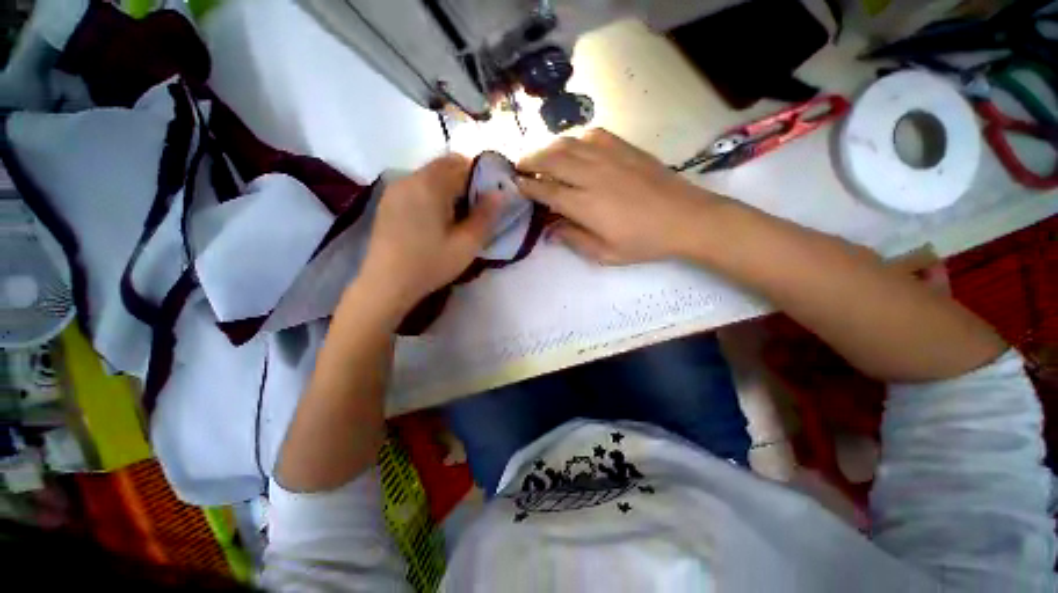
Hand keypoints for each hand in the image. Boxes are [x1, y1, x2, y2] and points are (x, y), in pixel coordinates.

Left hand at [356, 154, 497, 319]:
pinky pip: (417, 187)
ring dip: (448, 189)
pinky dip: (432, 195)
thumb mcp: (467, 244)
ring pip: (430, 176)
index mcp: (430, 184)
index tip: (488, 201)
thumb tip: (499, 193)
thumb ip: (486, 216)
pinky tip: (434, 221)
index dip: (481, 178)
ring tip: (455, 219)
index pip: (462, 164)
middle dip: (465, 182)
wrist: (386, 284)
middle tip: (474, 212)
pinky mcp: (388, 201)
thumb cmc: (430, 264)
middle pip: (445, 166)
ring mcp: (395, 188)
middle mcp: (410, 178)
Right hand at [517, 129, 722, 264]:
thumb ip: (574, 240)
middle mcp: (592, 175)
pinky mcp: (624, 148)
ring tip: (540, 156)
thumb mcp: (605, 253)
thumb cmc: (644, 242)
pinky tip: (574, 147)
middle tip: (520, 166)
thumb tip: (550, 231)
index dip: (528, 186)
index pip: (546, 190)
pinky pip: (592, 134)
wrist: (685, 218)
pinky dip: (576, 139)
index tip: (516, 184)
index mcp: (585, 205)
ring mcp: (609, 156)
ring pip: (568, 144)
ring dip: (548, 148)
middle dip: (530, 161)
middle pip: (551, 160)